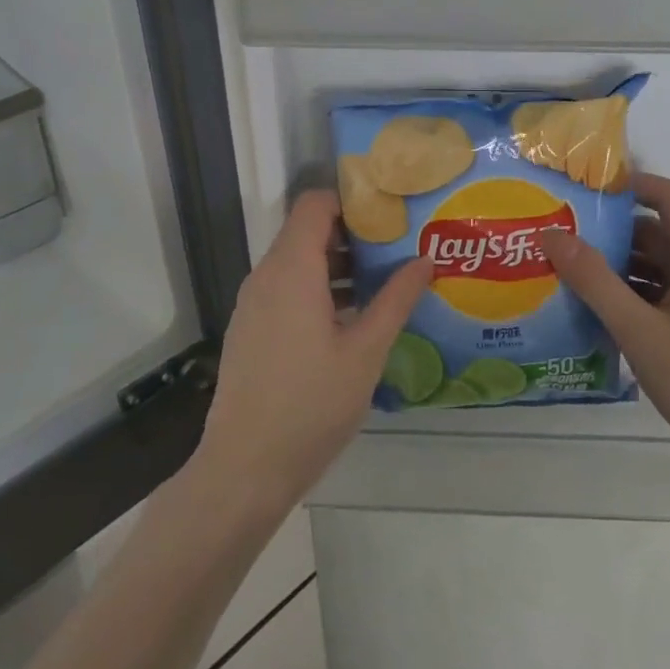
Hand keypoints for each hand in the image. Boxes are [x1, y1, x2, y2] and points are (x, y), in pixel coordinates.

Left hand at [193, 190, 433, 515]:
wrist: (244, 467)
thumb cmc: (311, 405)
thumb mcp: (365, 352)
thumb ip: (396, 300)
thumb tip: (425, 260)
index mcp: (292, 270)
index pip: (314, 204)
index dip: (351, 201)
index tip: (391, 215)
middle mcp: (266, 276)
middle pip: (307, 232)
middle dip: (354, 235)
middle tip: (400, 250)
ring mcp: (253, 304)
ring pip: (298, 263)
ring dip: (338, 266)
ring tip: (385, 284)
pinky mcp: (251, 329)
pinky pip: (286, 290)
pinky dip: (318, 290)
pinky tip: (353, 320)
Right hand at [541, 173, 669, 493]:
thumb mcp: (640, 331)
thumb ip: (594, 282)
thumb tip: (552, 235)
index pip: (668, 196)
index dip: (629, 184)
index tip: (581, 190)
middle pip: (656, 233)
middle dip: (607, 232)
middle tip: (555, 237)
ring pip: (656, 268)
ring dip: (615, 268)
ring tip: (563, 274)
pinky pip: (662, 296)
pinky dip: (630, 296)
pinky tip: (594, 314)